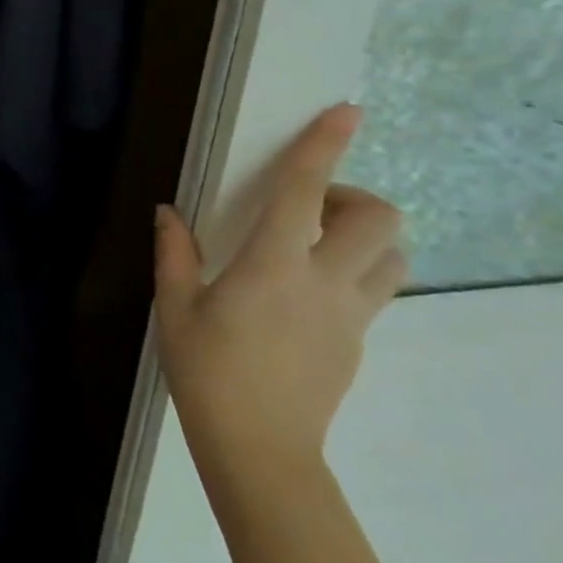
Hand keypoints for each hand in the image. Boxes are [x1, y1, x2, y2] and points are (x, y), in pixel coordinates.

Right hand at [153, 104, 405, 484]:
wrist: (260, 451)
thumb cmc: (207, 372)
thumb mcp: (175, 308)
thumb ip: (175, 254)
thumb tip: (168, 212)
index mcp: (273, 268)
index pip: (304, 194)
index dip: (323, 147)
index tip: (347, 111)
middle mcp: (325, 284)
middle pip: (380, 221)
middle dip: (353, 196)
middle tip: (306, 209)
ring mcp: (351, 316)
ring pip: (394, 257)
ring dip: (366, 235)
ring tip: (316, 243)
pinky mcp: (358, 341)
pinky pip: (375, 289)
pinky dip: (355, 269)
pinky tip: (306, 289)